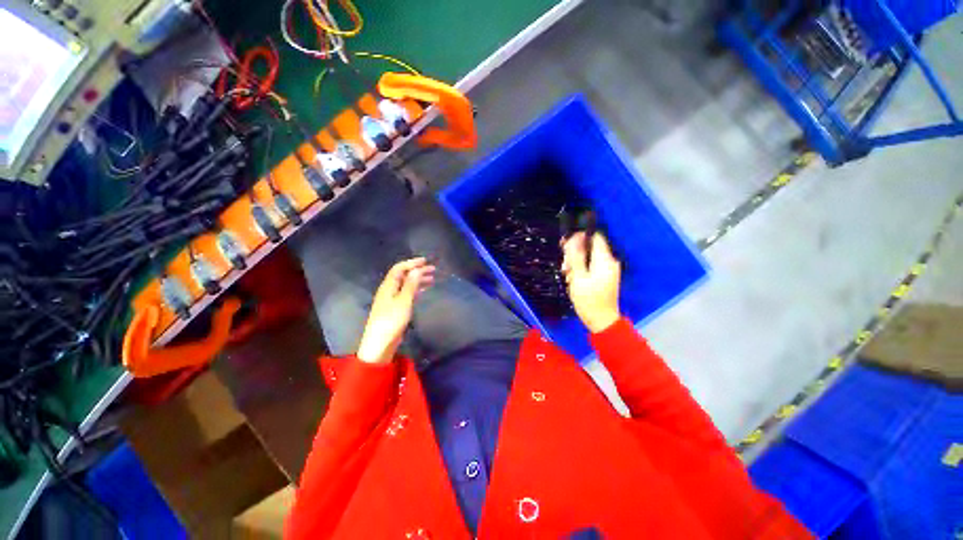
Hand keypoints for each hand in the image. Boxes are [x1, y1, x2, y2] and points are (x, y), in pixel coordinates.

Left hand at [356, 258, 434, 363]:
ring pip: (406, 285)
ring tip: (432, 279)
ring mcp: (392, 299)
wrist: (380, 343)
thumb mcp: (404, 301)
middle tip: (433, 270)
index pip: (399, 269)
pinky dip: (416, 290)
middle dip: (417, 271)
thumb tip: (417, 269)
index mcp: (388, 286)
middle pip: (403, 276)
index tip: (425, 261)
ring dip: (418, 280)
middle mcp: (389, 290)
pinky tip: (423, 291)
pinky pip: (407, 294)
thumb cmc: (392, 320)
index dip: (412, 263)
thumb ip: (410, 285)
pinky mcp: (395, 308)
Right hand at [561, 232, 620, 332]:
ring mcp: (607, 269)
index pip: (594, 237)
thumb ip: (576, 256)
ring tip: (567, 275)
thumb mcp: (579, 277)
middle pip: (590, 247)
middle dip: (574, 253)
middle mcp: (609, 261)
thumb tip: (574, 238)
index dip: (579, 237)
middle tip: (565, 266)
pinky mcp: (604, 276)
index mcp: (605, 260)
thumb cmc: (589, 300)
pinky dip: (581, 269)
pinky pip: (591, 266)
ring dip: (575, 263)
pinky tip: (573, 279)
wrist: (601, 320)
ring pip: (588, 257)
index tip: (565, 246)